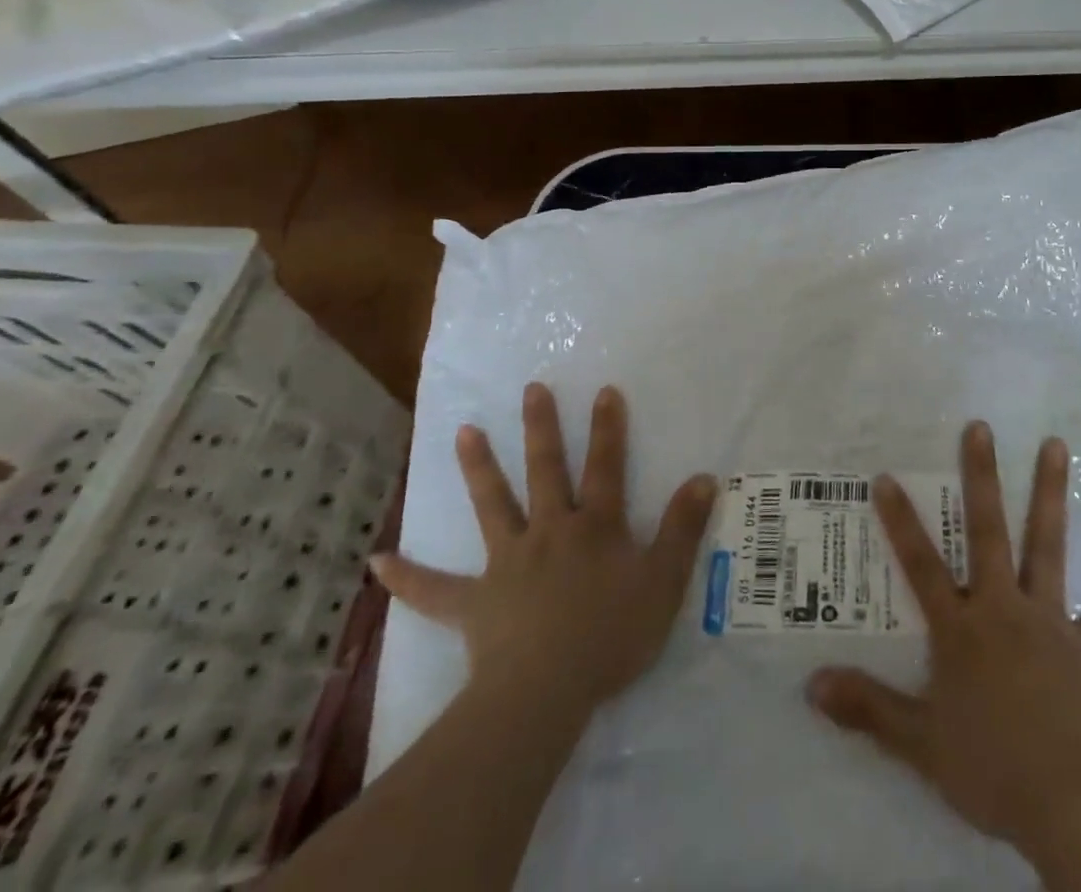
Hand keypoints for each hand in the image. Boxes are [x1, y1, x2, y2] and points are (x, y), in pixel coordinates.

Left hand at [371, 382, 717, 716]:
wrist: (545, 692)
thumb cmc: (610, 636)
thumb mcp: (663, 581)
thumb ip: (683, 528)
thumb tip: (704, 477)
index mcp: (594, 526)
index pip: (606, 466)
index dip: (608, 428)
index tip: (604, 390)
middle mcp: (549, 531)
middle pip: (545, 470)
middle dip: (541, 428)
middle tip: (531, 389)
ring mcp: (507, 563)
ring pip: (492, 506)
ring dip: (478, 468)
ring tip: (464, 432)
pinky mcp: (474, 603)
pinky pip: (433, 590)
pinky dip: (406, 577)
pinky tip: (376, 561)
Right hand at [809, 421, 1080, 857]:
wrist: (1068, 803)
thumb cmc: (989, 768)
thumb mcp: (917, 743)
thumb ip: (867, 709)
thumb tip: (810, 684)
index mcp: (961, 628)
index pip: (921, 565)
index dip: (901, 521)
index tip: (887, 476)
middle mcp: (1003, 607)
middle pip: (988, 532)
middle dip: (981, 477)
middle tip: (981, 426)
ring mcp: (1050, 620)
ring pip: (1048, 546)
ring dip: (1051, 493)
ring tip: (1057, 444)